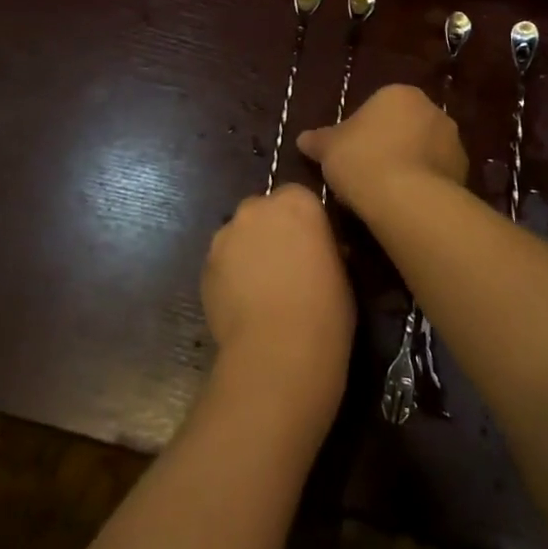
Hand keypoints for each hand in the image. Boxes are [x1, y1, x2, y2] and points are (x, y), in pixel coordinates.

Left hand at [201, 185, 353, 443]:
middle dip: (271, 231)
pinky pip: (222, 263)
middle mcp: (256, 208)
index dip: (304, 222)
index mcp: (297, 202)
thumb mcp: (342, 270)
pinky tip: (243, 304)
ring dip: (248, 251)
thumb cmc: (325, 310)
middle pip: (263, 211)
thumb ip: (324, 246)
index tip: (312, 245)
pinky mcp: (205, 265)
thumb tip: (317, 250)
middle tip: (285, 265)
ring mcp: (225, 235)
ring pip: (238, 236)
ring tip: (261, 289)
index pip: (298, 197)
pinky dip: (230, 275)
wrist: (279, 351)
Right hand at [298, 83, 466, 207]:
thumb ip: (317, 140)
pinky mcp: (464, 172)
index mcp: (399, 94)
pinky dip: (424, 185)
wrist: (407, 199)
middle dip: (390, 144)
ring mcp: (453, 141)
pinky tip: (406, 204)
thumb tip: (302, 139)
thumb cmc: (362, 160)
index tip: (351, 154)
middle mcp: (432, 110)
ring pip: (424, 150)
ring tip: (387, 193)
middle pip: (405, 126)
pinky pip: (437, 174)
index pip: (379, 107)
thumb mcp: (328, 149)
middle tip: (367, 172)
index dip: (363, 130)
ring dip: (410, 164)